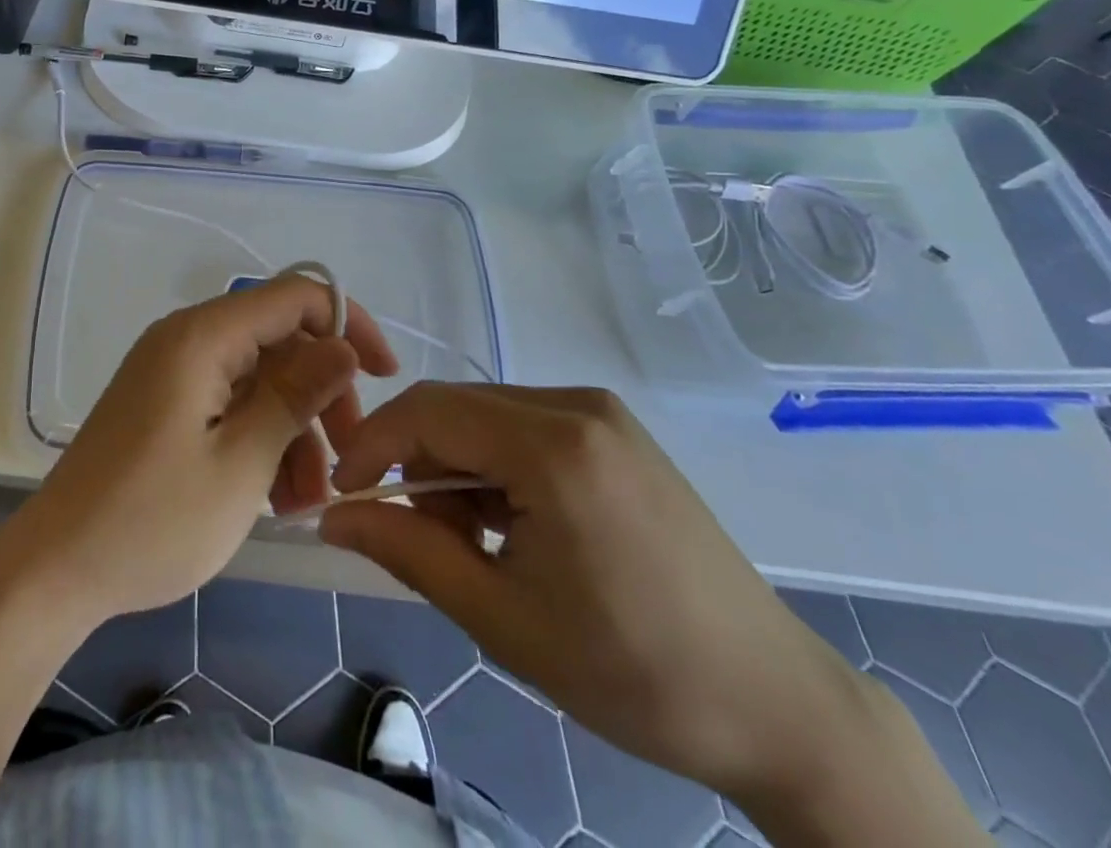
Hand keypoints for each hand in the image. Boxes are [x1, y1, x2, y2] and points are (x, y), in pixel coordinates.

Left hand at [3, 274, 398, 626]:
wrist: (55, 570)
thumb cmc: (152, 520)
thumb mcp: (241, 464)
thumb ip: (296, 396)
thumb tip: (344, 345)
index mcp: (203, 336)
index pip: (295, 296)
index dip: (349, 324)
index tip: (385, 376)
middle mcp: (187, 339)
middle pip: (280, 341)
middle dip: (323, 394)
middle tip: (350, 457)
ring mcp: (173, 372)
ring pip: (259, 379)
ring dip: (295, 429)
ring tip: (311, 500)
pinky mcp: (165, 404)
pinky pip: (230, 403)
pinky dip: (261, 439)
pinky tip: (278, 498)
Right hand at [320, 386, 900, 808]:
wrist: (775, 704)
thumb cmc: (633, 671)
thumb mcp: (503, 619)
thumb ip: (408, 553)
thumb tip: (334, 517)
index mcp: (554, 446)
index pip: (429, 411)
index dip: (372, 446)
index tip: (343, 496)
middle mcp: (577, 405)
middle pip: (456, 409)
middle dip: (416, 464)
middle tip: (416, 538)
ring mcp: (601, 412)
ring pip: (486, 416)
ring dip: (456, 468)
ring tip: (474, 543)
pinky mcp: (615, 430)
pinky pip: (523, 426)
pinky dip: (495, 466)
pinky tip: (514, 524)